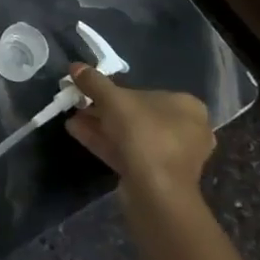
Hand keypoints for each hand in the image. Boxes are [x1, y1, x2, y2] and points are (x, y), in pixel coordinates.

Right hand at [65, 65, 214, 206]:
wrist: (156, 192)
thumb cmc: (144, 135)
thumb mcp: (113, 100)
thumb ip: (94, 82)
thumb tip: (75, 66)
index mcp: (186, 107)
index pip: (147, 91)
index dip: (115, 90)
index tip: (91, 90)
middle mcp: (185, 130)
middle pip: (137, 114)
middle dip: (104, 109)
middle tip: (79, 104)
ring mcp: (172, 156)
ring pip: (130, 135)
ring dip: (101, 125)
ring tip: (72, 119)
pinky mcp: (157, 176)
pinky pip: (128, 152)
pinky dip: (105, 142)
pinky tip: (76, 133)